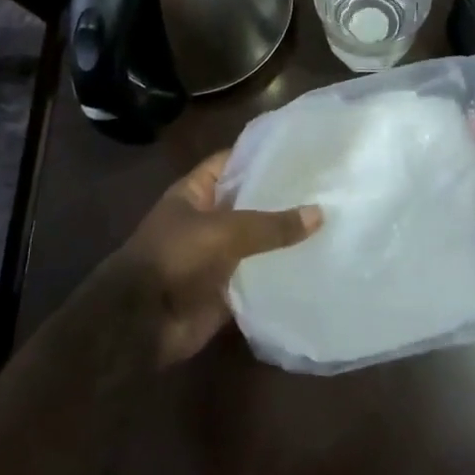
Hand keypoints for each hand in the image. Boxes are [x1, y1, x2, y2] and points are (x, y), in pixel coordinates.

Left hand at [112, 150, 320, 366]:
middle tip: (327, 187)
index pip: (232, 161)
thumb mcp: (224, 231)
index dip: (262, 154)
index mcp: (196, 192)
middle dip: (282, 197)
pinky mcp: (226, 289)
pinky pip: (258, 276)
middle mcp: (207, 219)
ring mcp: (216, 255)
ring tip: (332, 222)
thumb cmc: (175, 258)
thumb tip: (319, 213)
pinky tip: (316, 264)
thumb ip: (270, 224)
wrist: (142, 323)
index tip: (302, 151)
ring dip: (285, 237)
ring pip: (257, 241)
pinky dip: (280, 273)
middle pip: (249, 202)